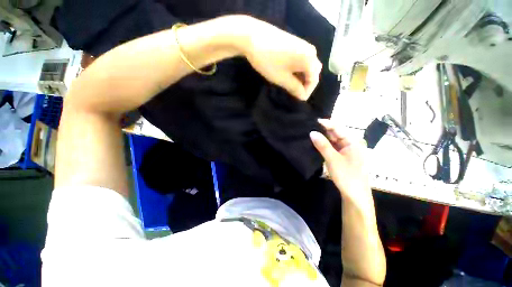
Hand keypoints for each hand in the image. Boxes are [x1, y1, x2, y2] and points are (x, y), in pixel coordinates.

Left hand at [234, 16, 321, 100]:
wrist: (253, 37)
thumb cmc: (269, 61)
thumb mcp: (282, 78)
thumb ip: (295, 88)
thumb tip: (303, 96)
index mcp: (310, 59)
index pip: (314, 80)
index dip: (306, 92)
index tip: (297, 100)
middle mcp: (311, 50)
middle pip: (313, 72)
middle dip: (305, 84)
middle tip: (295, 93)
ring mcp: (303, 45)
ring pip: (307, 66)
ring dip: (301, 77)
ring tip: (290, 85)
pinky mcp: (296, 43)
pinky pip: (302, 60)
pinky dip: (298, 70)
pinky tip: (289, 74)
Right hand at [310, 119, 371, 205]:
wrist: (355, 195)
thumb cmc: (346, 176)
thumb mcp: (332, 159)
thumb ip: (322, 145)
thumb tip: (311, 132)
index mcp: (353, 141)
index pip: (338, 128)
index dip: (326, 123)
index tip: (313, 121)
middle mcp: (351, 143)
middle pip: (336, 133)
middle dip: (323, 130)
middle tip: (309, 127)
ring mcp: (347, 150)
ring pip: (333, 140)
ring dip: (323, 138)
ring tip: (310, 134)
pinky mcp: (343, 156)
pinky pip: (333, 147)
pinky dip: (325, 145)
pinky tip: (317, 143)